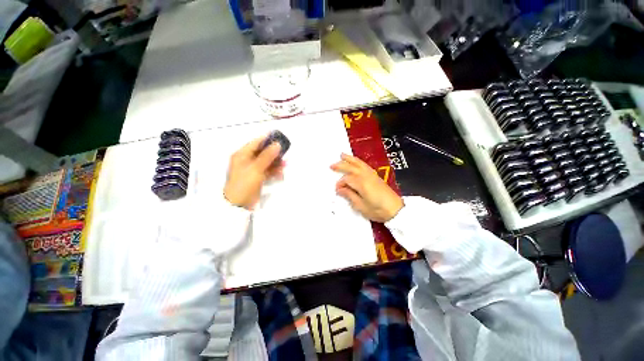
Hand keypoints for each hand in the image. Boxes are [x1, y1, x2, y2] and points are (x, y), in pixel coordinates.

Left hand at [224, 136, 284, 209]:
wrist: (238, 204)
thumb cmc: (244, 183)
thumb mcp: (256, 168)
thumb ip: (267, 156)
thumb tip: (277, 144)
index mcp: (242, 155)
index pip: (256, 143)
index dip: (268, 141)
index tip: (280, 141)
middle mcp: (247, 160)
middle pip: (263, 152)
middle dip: (274, 154)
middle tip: (284, 155)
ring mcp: (252, 169)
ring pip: (267, 162)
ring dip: (276, 163)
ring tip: (285, 165)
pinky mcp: (257, 177)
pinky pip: (267, 171)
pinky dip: (274, 171)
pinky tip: (280, 173)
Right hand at [330, 153, 402, 222]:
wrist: (396, 210)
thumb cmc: (378, 210)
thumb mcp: (361, 206)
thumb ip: (349, 195)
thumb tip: (340, 189)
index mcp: (361, 183)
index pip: (347, 180)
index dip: (340, 184)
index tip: (337, 190)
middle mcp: (366, 176)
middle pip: (351, 167)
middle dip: (341, 165)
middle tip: (331, 165)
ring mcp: (372, 175)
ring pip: (359, 163)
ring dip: (350, 159)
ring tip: (342, 155)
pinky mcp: (376, 176)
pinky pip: (365, 165)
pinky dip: (358, 161)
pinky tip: (355, 162)